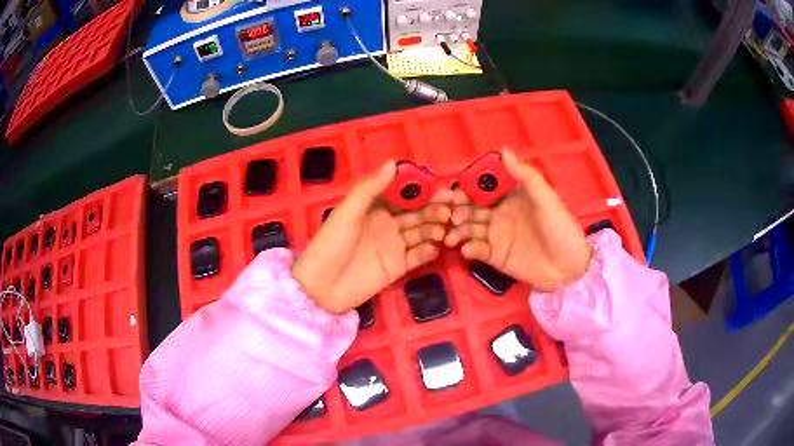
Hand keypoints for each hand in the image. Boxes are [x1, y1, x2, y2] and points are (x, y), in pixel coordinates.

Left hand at [293, 161, 453, 312]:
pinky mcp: (398, 268)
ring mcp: (394, 246)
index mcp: (376, 208)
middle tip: (450, 211)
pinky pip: (418, 256)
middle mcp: (388, 224)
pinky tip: (436, 248)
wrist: (321, 287)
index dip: (424, 191)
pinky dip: (428, 251)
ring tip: (444, 230)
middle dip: (435, 210)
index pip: (405, 195)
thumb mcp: (347, 212)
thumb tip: (393, 162)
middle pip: (417, 214)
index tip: (444, 189)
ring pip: (421, 234)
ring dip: (435, 230)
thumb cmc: (331, 244)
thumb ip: (370, 188)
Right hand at [445, 149, 590, 291]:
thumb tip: (503, 150)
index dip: (467, 186)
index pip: (483, 187)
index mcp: (510, 196)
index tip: (454, 189)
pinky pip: (477, 250)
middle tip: (449, 215)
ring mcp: (496, 235)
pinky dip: (469, 249)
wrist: (569, 268)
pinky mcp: (495, 256)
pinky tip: (466, 250)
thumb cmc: (560, 228)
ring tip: (451, 236)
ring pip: (469, 228)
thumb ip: (525, 176)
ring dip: (457, 230)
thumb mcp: (546, 199)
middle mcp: (499, 213)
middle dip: (457, 210)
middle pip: (470, 208)